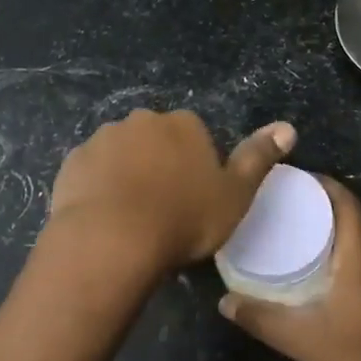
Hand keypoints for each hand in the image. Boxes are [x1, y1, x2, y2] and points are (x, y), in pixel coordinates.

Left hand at [47, 109, 295, 272]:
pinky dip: (99, 187)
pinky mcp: (73, 162)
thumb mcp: (235, 194)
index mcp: (183, 124)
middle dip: (159, 164)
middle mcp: (142, 120)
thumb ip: (259, 158)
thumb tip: (288, 127)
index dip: (196, 166)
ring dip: (127, 174)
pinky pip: (92, 171)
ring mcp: (103, 139)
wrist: (111, 240)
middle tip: (164, 208)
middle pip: (156, 140)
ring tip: (132, 217)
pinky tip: (104, 217)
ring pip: (122, 154)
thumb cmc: (182, 219)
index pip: (194, 135)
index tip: (194, 198)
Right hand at [217, 176, 360, 360]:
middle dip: (319, 201)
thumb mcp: (301, 339)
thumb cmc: (357, 360)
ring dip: (328, 225)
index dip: (322, 184)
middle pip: (350, 215)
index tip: (291, 178)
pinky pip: (357, 257)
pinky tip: (309, 265)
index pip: (346, 203)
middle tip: (282, 200)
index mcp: (359, 257)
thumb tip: (225, 300)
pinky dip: (334, 248)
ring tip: (290, 226)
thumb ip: (261, 318)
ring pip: (355, 237)